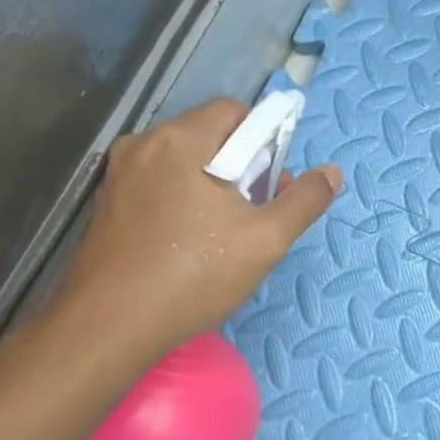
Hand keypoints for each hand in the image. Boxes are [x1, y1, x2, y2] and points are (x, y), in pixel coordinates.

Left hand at [46, 100, 340, 376]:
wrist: (107, 328)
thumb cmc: (193, 276)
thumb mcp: (265, 240)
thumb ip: (304, 200)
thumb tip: (332, 173)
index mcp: (180, 140)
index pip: (235, 111)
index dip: (265, 141)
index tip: (273, 184)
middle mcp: (144, 144)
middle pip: (210, 135)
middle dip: (243, 166)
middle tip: (256, 213)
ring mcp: (120, 173)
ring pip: (186, 161)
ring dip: (215, 184)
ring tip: (227, 233)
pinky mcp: (109, 202)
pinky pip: (161, 182)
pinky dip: (185, 198)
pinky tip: (192, 241)